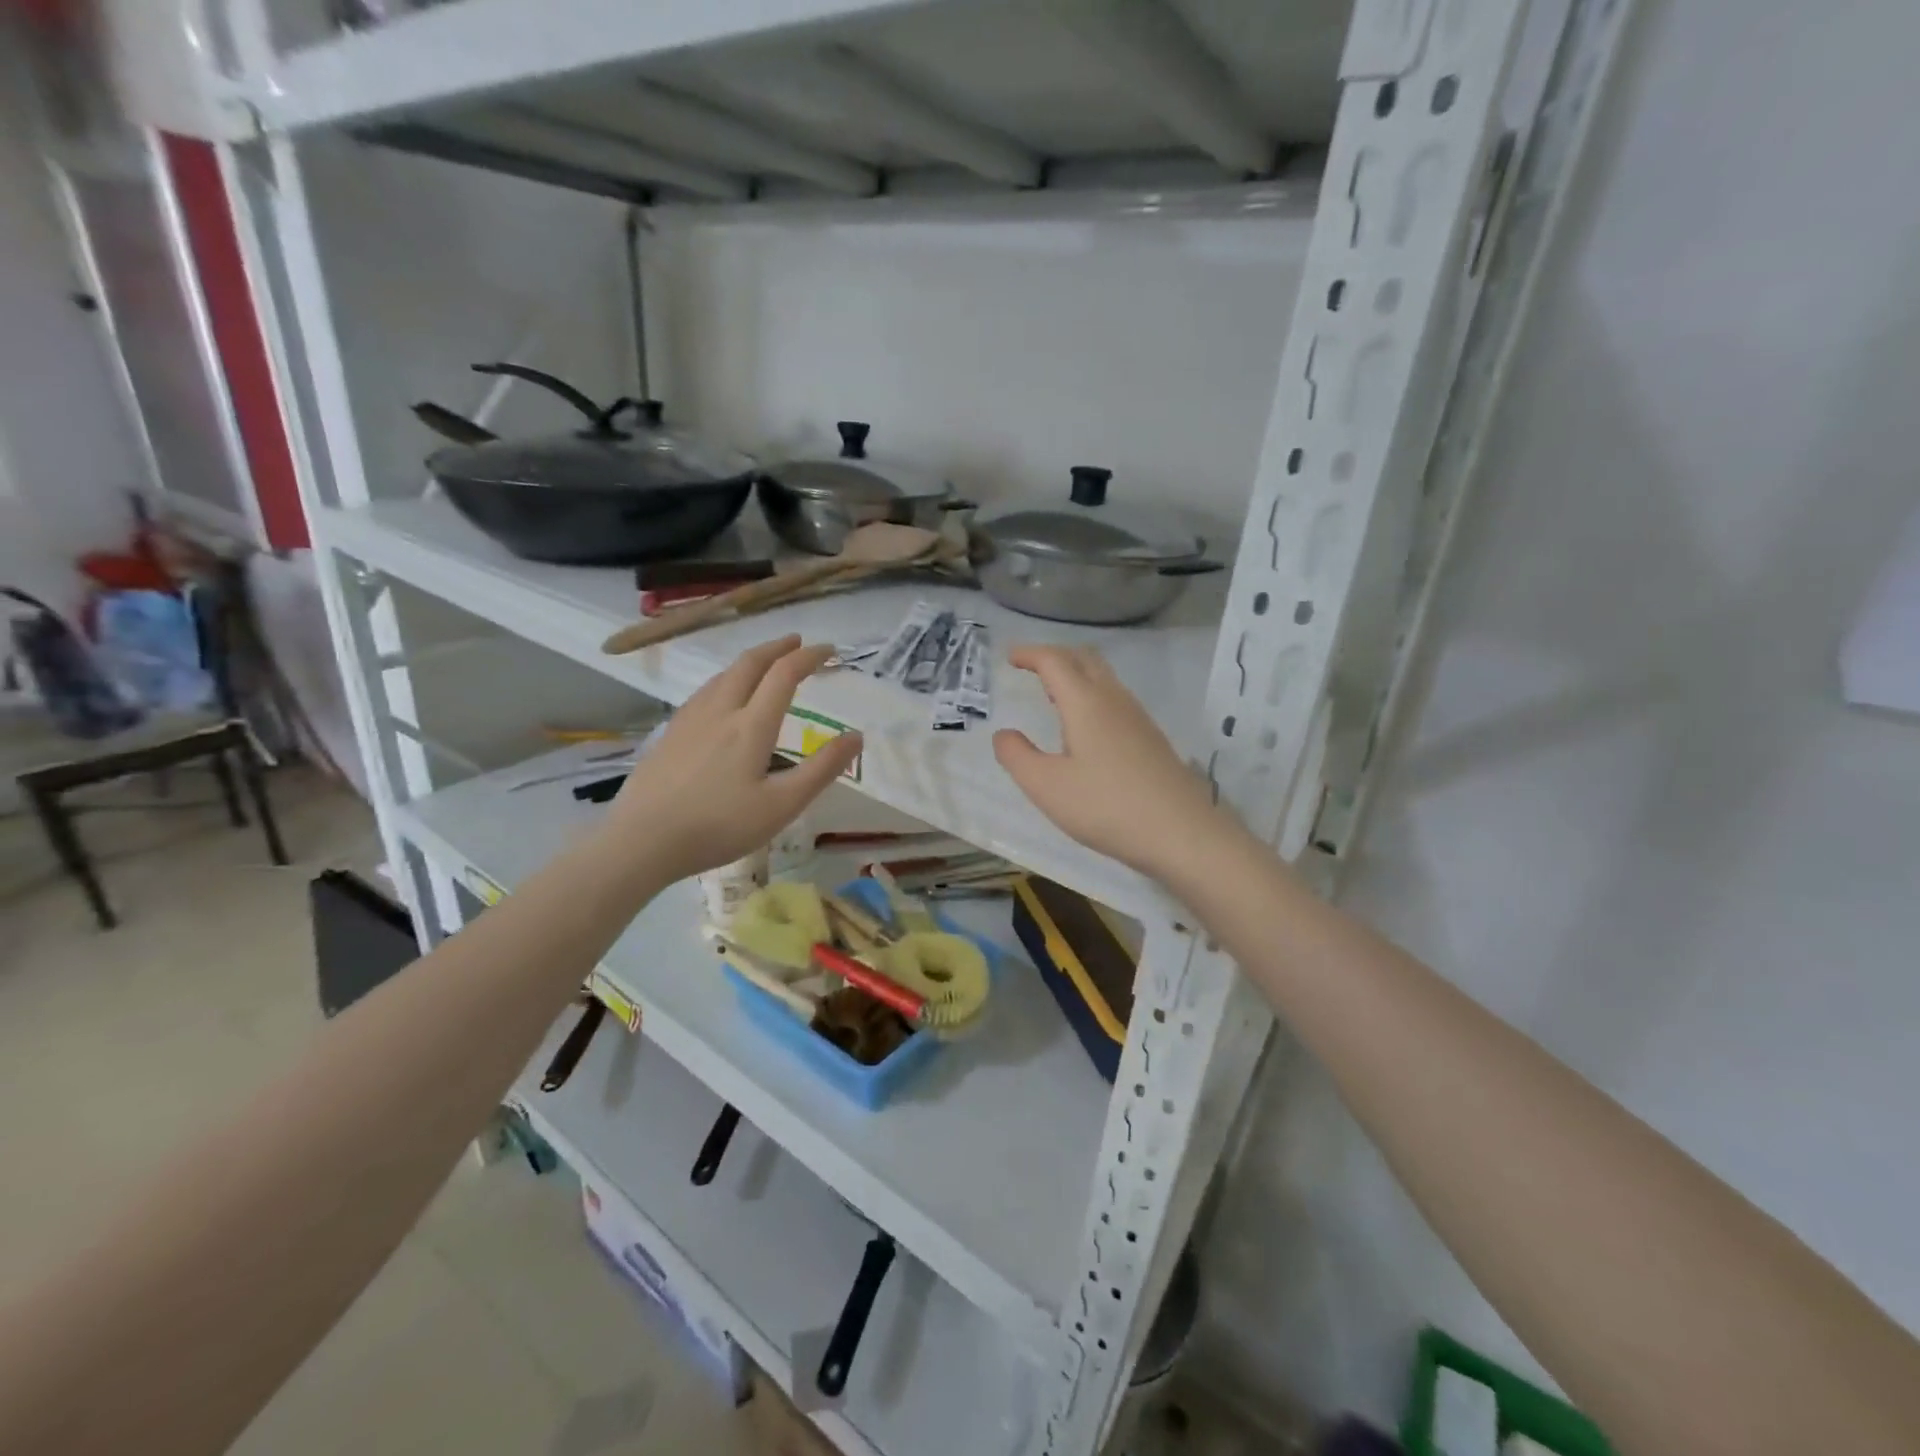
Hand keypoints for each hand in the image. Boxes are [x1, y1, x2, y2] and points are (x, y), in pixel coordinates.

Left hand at [602, 636, 860, 886]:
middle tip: (798, 643)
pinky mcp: (670, 734)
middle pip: (750, 663)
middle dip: (777, 648)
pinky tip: (722, 698)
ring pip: (723, 675)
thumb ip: (822, 769)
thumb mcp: (782, 806)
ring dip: (750, 661)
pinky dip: (727, 680)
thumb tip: (856, 736)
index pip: (785, 674)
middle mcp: (720, 710)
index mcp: (751, 724)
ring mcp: (689, 719)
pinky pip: (705, 692)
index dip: (810, 657)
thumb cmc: (719, 826)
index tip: (830, 651)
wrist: (641, 841)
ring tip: (765, 665)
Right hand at [993, 645, 1232, 881]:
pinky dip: (1091, 695)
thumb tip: (1004, 734)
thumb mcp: (1047, 786)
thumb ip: (1017, 756)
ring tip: (1053, 694)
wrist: (1181, 832)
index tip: (1009, 656)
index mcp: (1085, 703)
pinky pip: (1115, 699)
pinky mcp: (1151, 738)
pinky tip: (1085, 727)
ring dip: (1076, 675)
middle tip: (1031, 667)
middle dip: (1055, 655)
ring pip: (1104, 678)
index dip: (1030, 654)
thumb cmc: (1106, 806)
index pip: (1054, 661)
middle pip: (1084, 659)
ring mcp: (1137, 718)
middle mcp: (1113, 700)